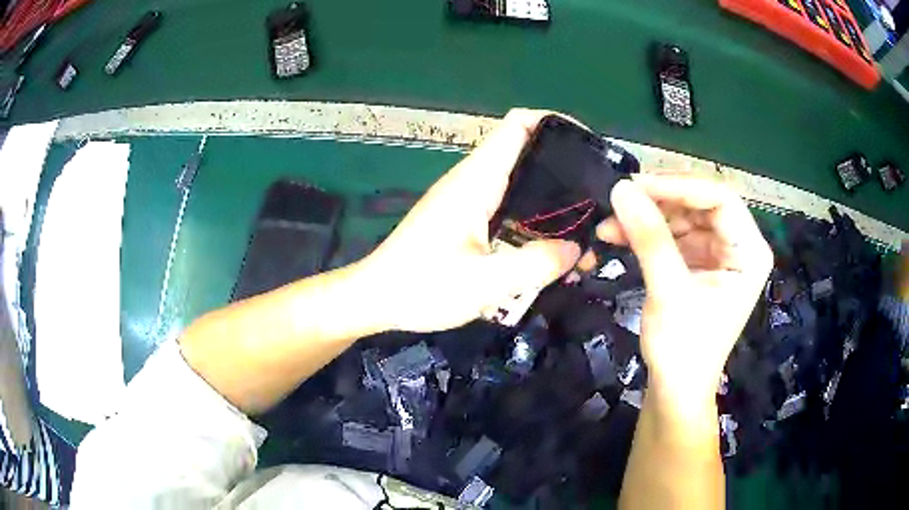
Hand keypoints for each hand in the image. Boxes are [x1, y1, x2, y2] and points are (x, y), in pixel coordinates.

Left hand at [359, 109, 580, 332]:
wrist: (375, 298)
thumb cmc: (420, 287)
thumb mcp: (484, 283)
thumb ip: (535, 265)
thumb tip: (575, 248)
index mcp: (476, 180)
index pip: (517, 125)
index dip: (554, 123)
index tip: (588, 144)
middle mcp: (473, 180)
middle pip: (525, 151)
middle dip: (564, 165)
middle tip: (598, 194)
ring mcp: (467, 199)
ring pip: (518, 180)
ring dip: (551, 196)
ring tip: (584, 222)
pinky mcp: (464, 218)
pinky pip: (507, 204)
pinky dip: (533, 216)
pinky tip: (549, 243)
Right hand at [597, 176, 772, 411]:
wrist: (674, 389)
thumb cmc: (683, 349)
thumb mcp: (669, 293)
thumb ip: (650, 239)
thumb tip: (621, 189)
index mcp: (750, 252)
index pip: (720, 199)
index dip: (679, 187)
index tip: (636, 186)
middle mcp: (738, 245)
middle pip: (700, 203)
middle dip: (659, 201)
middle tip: (620, 199)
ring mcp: (717, 252)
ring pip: (682, 216)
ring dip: (646, 217)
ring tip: (608, 223)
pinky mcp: (697, 262)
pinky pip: (672, 234)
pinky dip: (645, 233)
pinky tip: (616, 235)